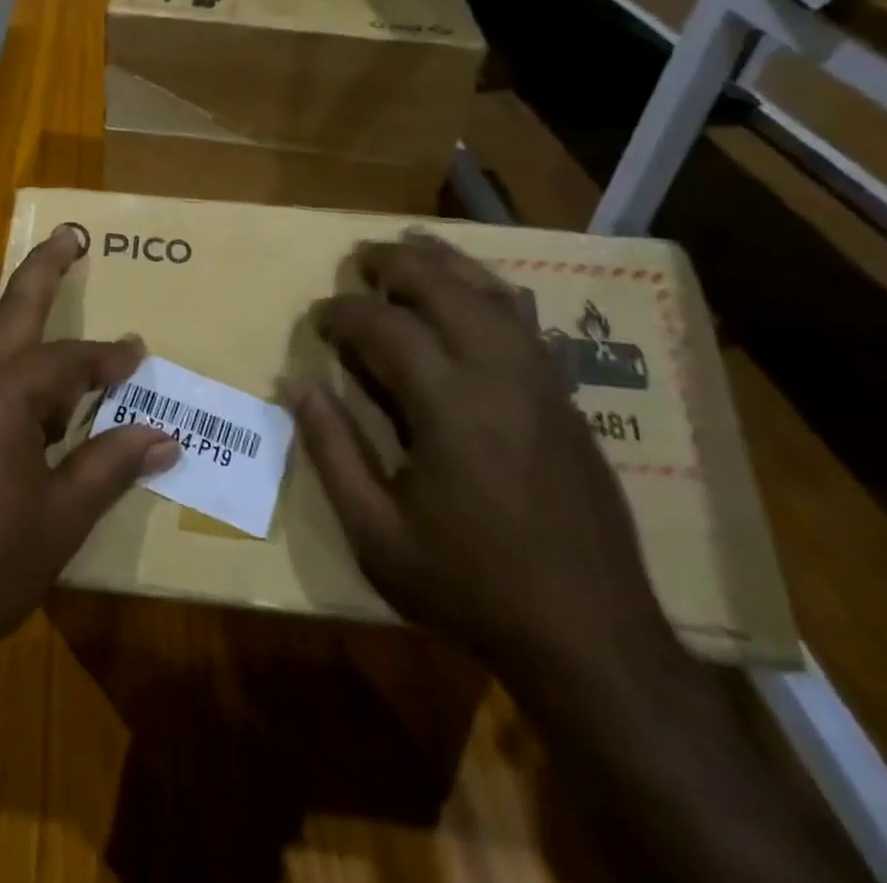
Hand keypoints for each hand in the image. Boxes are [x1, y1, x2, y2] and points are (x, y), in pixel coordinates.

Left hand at [0, 227, 179, 685]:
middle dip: (43, 271)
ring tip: (1, 278)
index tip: (138, 352)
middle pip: (9, 308)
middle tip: (67, 237)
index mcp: (1, 394)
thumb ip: (110, 465)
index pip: (69, 361)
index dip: (108, 357)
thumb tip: (165, 436)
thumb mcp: (61, 519)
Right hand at [292, 234, 674, 682]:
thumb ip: (330, 449)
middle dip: (394, 263)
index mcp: (449, 405)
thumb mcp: (376, 532)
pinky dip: (489, 288)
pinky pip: (525, 319)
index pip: (385, 326)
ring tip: (409, 246)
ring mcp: (541, 381)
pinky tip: (473, 288)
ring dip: (444, 262)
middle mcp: (499, 374)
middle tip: (357, 258)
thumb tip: (293, 384)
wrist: (593, 639)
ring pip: (491, 292)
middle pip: (443, 286)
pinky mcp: (566, 397)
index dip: (343, 312)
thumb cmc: (470, 586)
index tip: (318, 317)